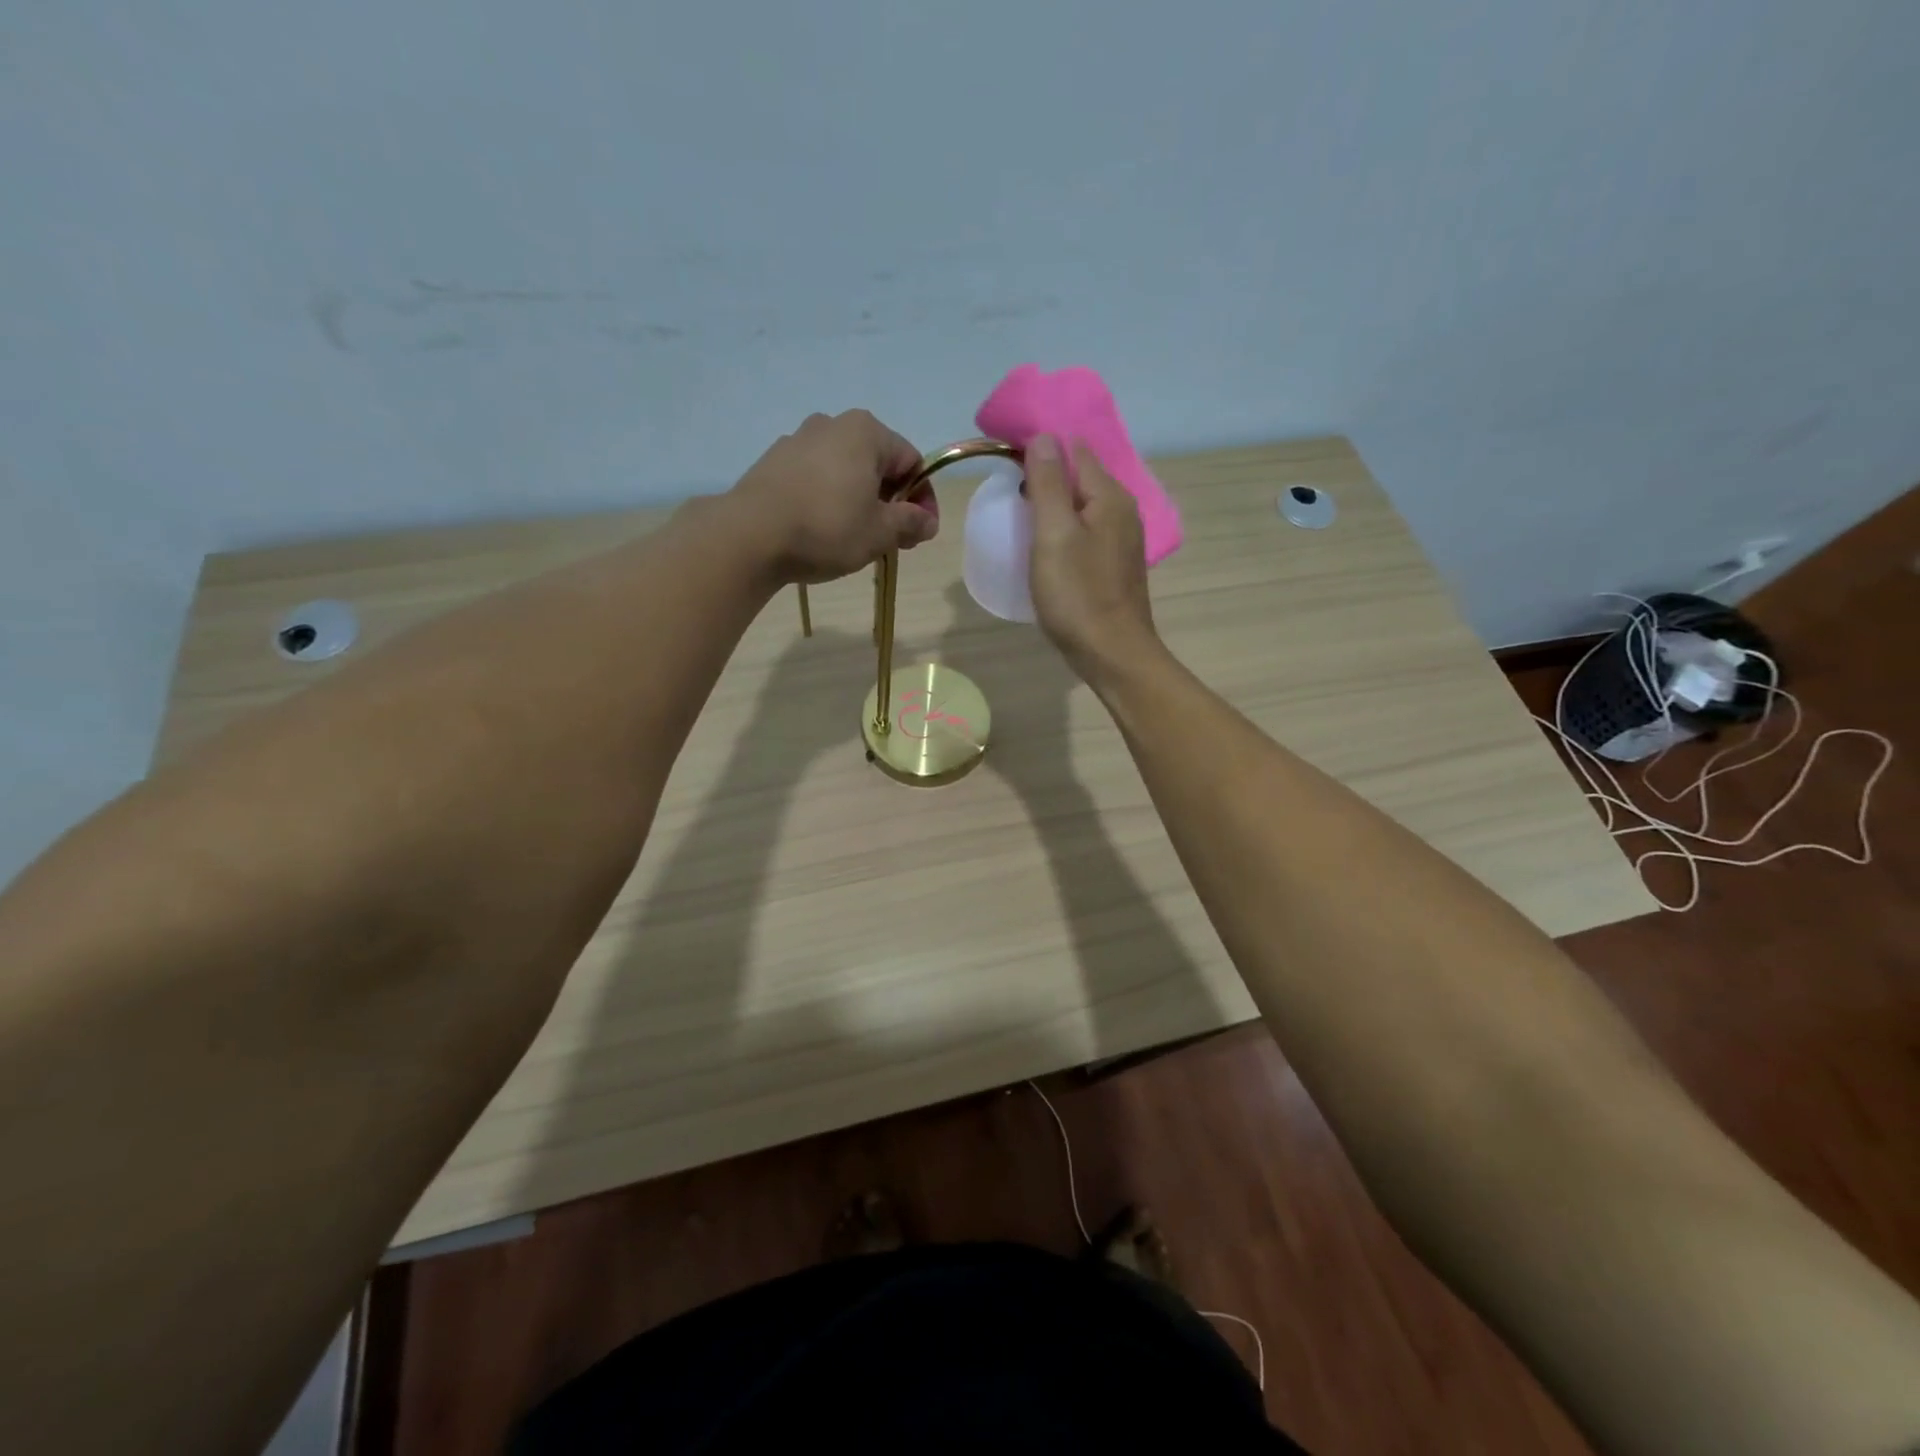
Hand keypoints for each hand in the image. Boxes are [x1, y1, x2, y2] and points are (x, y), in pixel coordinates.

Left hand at [726, 410, 936, 584]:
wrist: (750, 536)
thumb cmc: (827, 528)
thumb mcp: (880, 532)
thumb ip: (911, 523)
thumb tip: (928, 522)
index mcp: (866, 432)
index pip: (912, 462)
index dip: (923, 499)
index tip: (920, 532)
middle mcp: (832, 424)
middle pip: (877, 464)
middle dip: (890, 500)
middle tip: (892, 539)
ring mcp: (797, 440)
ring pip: (844, 471)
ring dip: (858, 500)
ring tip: (855, 537)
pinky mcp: (773, 462)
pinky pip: (814, 478)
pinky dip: (828, 499)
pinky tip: (822, 530)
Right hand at [1025, 435, 1159, 678]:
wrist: (1112, 654)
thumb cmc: (1078, 595)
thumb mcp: (1054, 534)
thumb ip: (1048, 483)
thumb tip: (1043, 437)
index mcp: (1110, 496)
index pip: (1075, 450)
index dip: (1041, 448)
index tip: (1006, 460)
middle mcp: (1123, 511)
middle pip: (1080, 478)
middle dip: (1046, 477)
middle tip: (1008, 493)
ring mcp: (1122, 542)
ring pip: (1082, 508)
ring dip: (1054, 506)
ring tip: (1021, 518)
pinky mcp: (1114, 567)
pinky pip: (1086, 534)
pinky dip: (1064, 532)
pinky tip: (1046, 548)